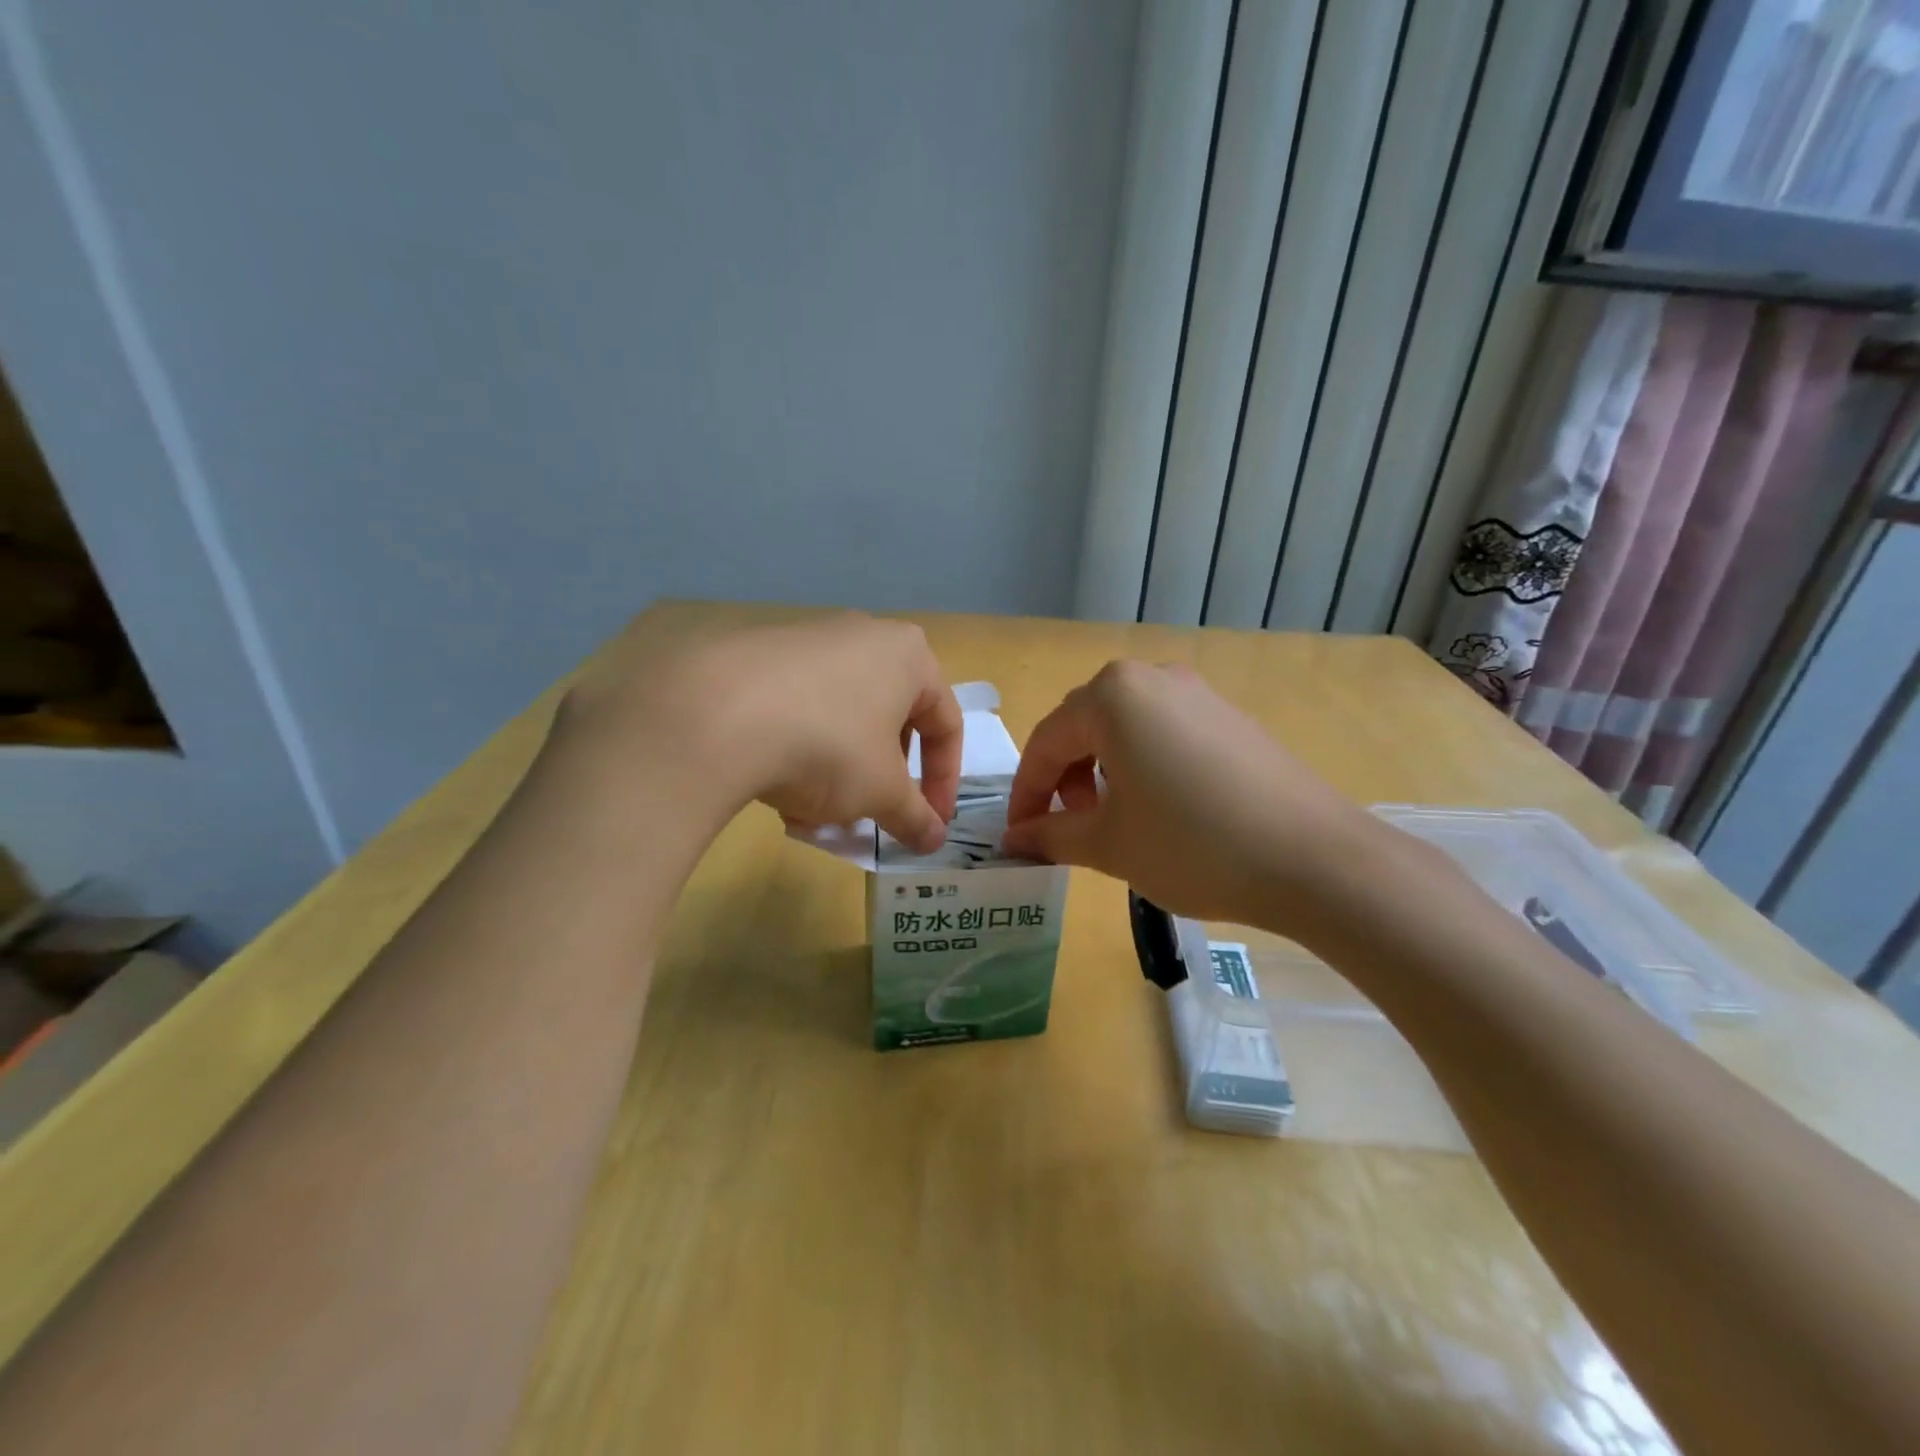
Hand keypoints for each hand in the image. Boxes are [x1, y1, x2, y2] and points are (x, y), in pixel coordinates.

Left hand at [552, 613, 962, 852]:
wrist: (717, 714)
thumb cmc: (830, 746)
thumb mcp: (882, 792)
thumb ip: (915, 816)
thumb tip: (935, 841)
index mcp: (908, 656)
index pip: (945, 724)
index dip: (944, 782)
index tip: (930, 823)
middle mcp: (863, 636)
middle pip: (890, 720)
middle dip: (882, 777)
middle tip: (869, 815)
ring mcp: (808, 640)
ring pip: (841, 719)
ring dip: (839, 772)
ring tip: (814, 813)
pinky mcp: (760, 655)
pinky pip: (799, 709)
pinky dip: (799, 751)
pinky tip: (776, 791)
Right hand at [1002, 660, 1385, 932]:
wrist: (1316, 859)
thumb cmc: (1193, 845)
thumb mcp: (1109, 844)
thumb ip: (1051, 835)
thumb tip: (1014, 839)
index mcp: (1112, 695)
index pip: (1047, 742)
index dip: (1026, 793)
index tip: (1017, 835)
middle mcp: (1153, 678)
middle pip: (1084, 726)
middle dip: (1063, 778)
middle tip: (1065, 827)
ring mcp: (1198, 693)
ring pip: (1125, 727)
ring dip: (1101, 770)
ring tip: (1110, 818)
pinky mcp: (1231, 717)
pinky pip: (1165, 732)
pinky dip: (1142, 765)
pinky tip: (1159, 807)